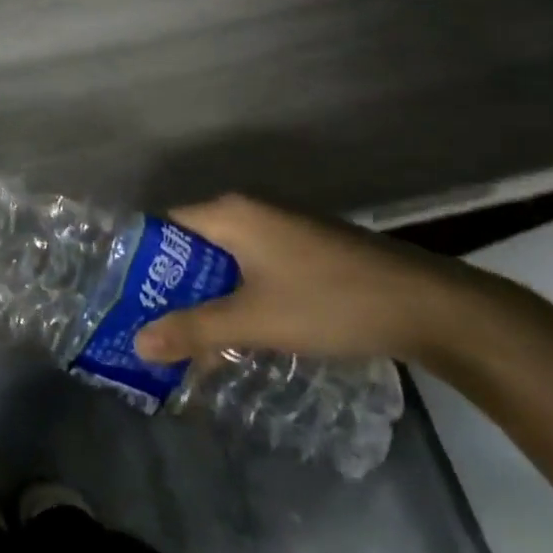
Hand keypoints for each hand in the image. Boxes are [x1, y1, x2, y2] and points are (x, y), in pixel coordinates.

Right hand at [133, 194, 476, 366]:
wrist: (427, 305)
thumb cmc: (328, 302)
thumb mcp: (255, 320)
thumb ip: (195, 330)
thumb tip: (137, 342)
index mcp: (229, 213)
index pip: (165, 227)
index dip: (142, 262)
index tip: (125, 299)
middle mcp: (248, 210)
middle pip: (193, 245)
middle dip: (173, 287)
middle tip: (153, 328)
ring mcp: (279, 227)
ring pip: (225, 259)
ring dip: (207, 295)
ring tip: (189, 340)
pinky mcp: (303, 248)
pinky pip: (252, 265)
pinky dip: (238, 294)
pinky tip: (239, 332)